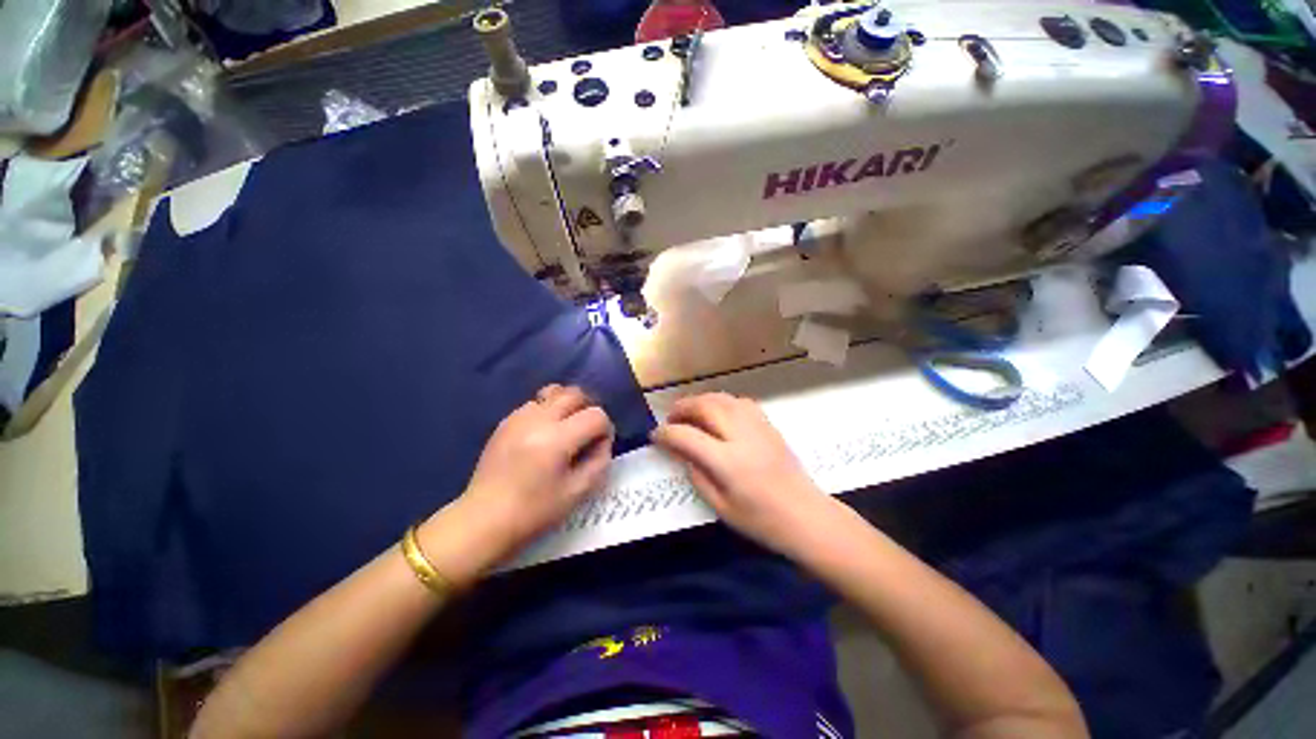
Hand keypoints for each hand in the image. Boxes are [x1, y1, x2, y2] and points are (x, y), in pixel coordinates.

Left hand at [420, 385, 613, 582]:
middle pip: (575, 394)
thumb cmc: (535, 511)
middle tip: (587, 431)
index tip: (600, 446)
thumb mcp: (578, 492)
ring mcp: (518, 417)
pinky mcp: (505, 422)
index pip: (596, 415)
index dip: (606, 429)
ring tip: (565, 428)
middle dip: (588, 409)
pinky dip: (547, 412)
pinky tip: (543, 435)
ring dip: (567, 406)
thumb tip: (601, 441)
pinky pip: (535, 404)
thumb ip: (599, 461)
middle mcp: (538, 419)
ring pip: (554, 393)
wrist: (484, 520)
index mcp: (557, 439)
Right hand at [651, 393, 834, 556]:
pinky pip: (739, 401)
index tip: (655, 436)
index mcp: (727, 461)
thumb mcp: (720, 507)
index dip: (666, 433)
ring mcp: (757, 426)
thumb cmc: (761, 520)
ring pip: (722, 398)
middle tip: (671, 418)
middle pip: (704, 406)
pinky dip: (721, 401)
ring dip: (700, 400)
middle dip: (682, 408)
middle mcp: (741, 435)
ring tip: (689, 411)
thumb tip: (682, 452)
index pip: (687, 436)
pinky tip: (717, 412)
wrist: (806, 515)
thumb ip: (697, 475)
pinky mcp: (768, 424)